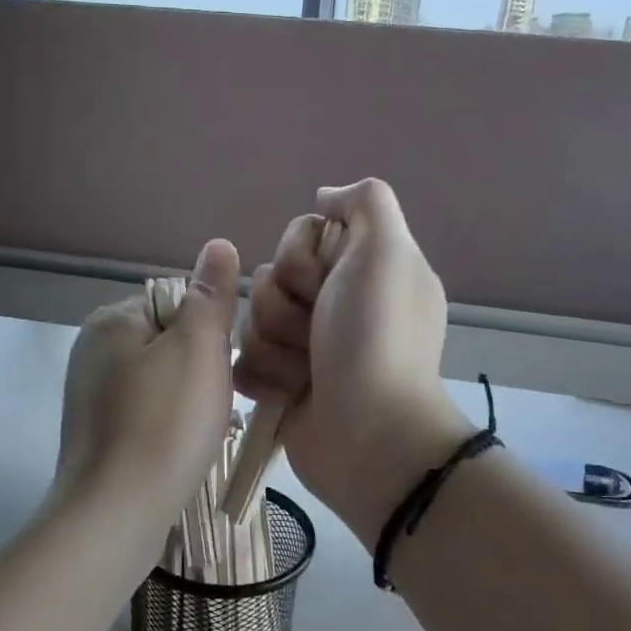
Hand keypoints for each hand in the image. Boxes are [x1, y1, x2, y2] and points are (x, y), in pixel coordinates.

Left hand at [56, 239, 241, 522]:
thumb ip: (209, 296)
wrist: (116, 512)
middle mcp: (92, 351)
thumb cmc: (164, 423)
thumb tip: (218, 244)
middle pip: (169, 343)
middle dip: (199, 370)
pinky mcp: (96, 435)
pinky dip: (167, 428)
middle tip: (214, 405)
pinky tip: (179, 451)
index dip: (209, 333)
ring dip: (188, 402)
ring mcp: (90, 396)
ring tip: (200, 432)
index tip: (221, 367)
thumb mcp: (198, 348)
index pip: (176, 303)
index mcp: (112, 320)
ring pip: (161, 383)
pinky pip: (147, 415)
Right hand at [234, 179, 469, 537]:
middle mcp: (333, 305)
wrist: (367, 434)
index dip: (302, 254)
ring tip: (305, 371)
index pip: (302, 234)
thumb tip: (326, 196)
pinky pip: (243, 361)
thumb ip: (365, 203)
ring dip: (274, 344)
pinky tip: (287, 393)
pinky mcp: (281, 385)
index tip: (325, 281)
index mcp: (361, 271)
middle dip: (285, 304)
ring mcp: (306, 348)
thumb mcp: (387, 252)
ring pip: (251, 319)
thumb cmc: (376, 339)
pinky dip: (262, 376)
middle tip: (316, 332)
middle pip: (270, 275)